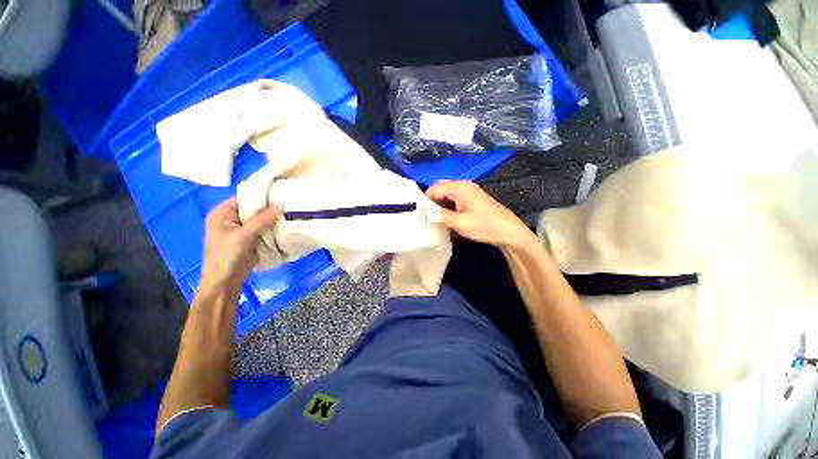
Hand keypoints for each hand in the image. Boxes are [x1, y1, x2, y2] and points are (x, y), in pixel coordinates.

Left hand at [201, 197, 280, 292]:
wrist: (225, 282)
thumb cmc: (227, 256)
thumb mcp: (243, 235)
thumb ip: (262, 220)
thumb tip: (281, 205)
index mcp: (222, 214)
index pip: (243, 199)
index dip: (260, 197)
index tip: (279, 195)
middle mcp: (231, 220)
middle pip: (253, 210)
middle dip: (269, 209)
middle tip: (288, 206)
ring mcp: (241, 231)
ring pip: (260, 220)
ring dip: (272, 220)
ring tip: (289, 215)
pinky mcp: (250, 240)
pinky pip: (263, 230)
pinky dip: (272, 229)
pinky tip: (284, 227)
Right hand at [425, 180, 533, 248]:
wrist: (509, 232)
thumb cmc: (484, 226)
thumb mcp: (459, 223)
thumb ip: (439, 216)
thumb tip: (421, 213)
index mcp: (460, 188)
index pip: (435, 188)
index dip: (425, 200)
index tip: (418, 213)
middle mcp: (464, 186)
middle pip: (441, 189)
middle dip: (432, 202)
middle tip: (426, 216)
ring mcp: (469, 193)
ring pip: (447, 195)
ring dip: (439, 205)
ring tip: (433, 219)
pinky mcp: (472, 200)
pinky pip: (455, 200)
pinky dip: (448, 207)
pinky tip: (445, 218)